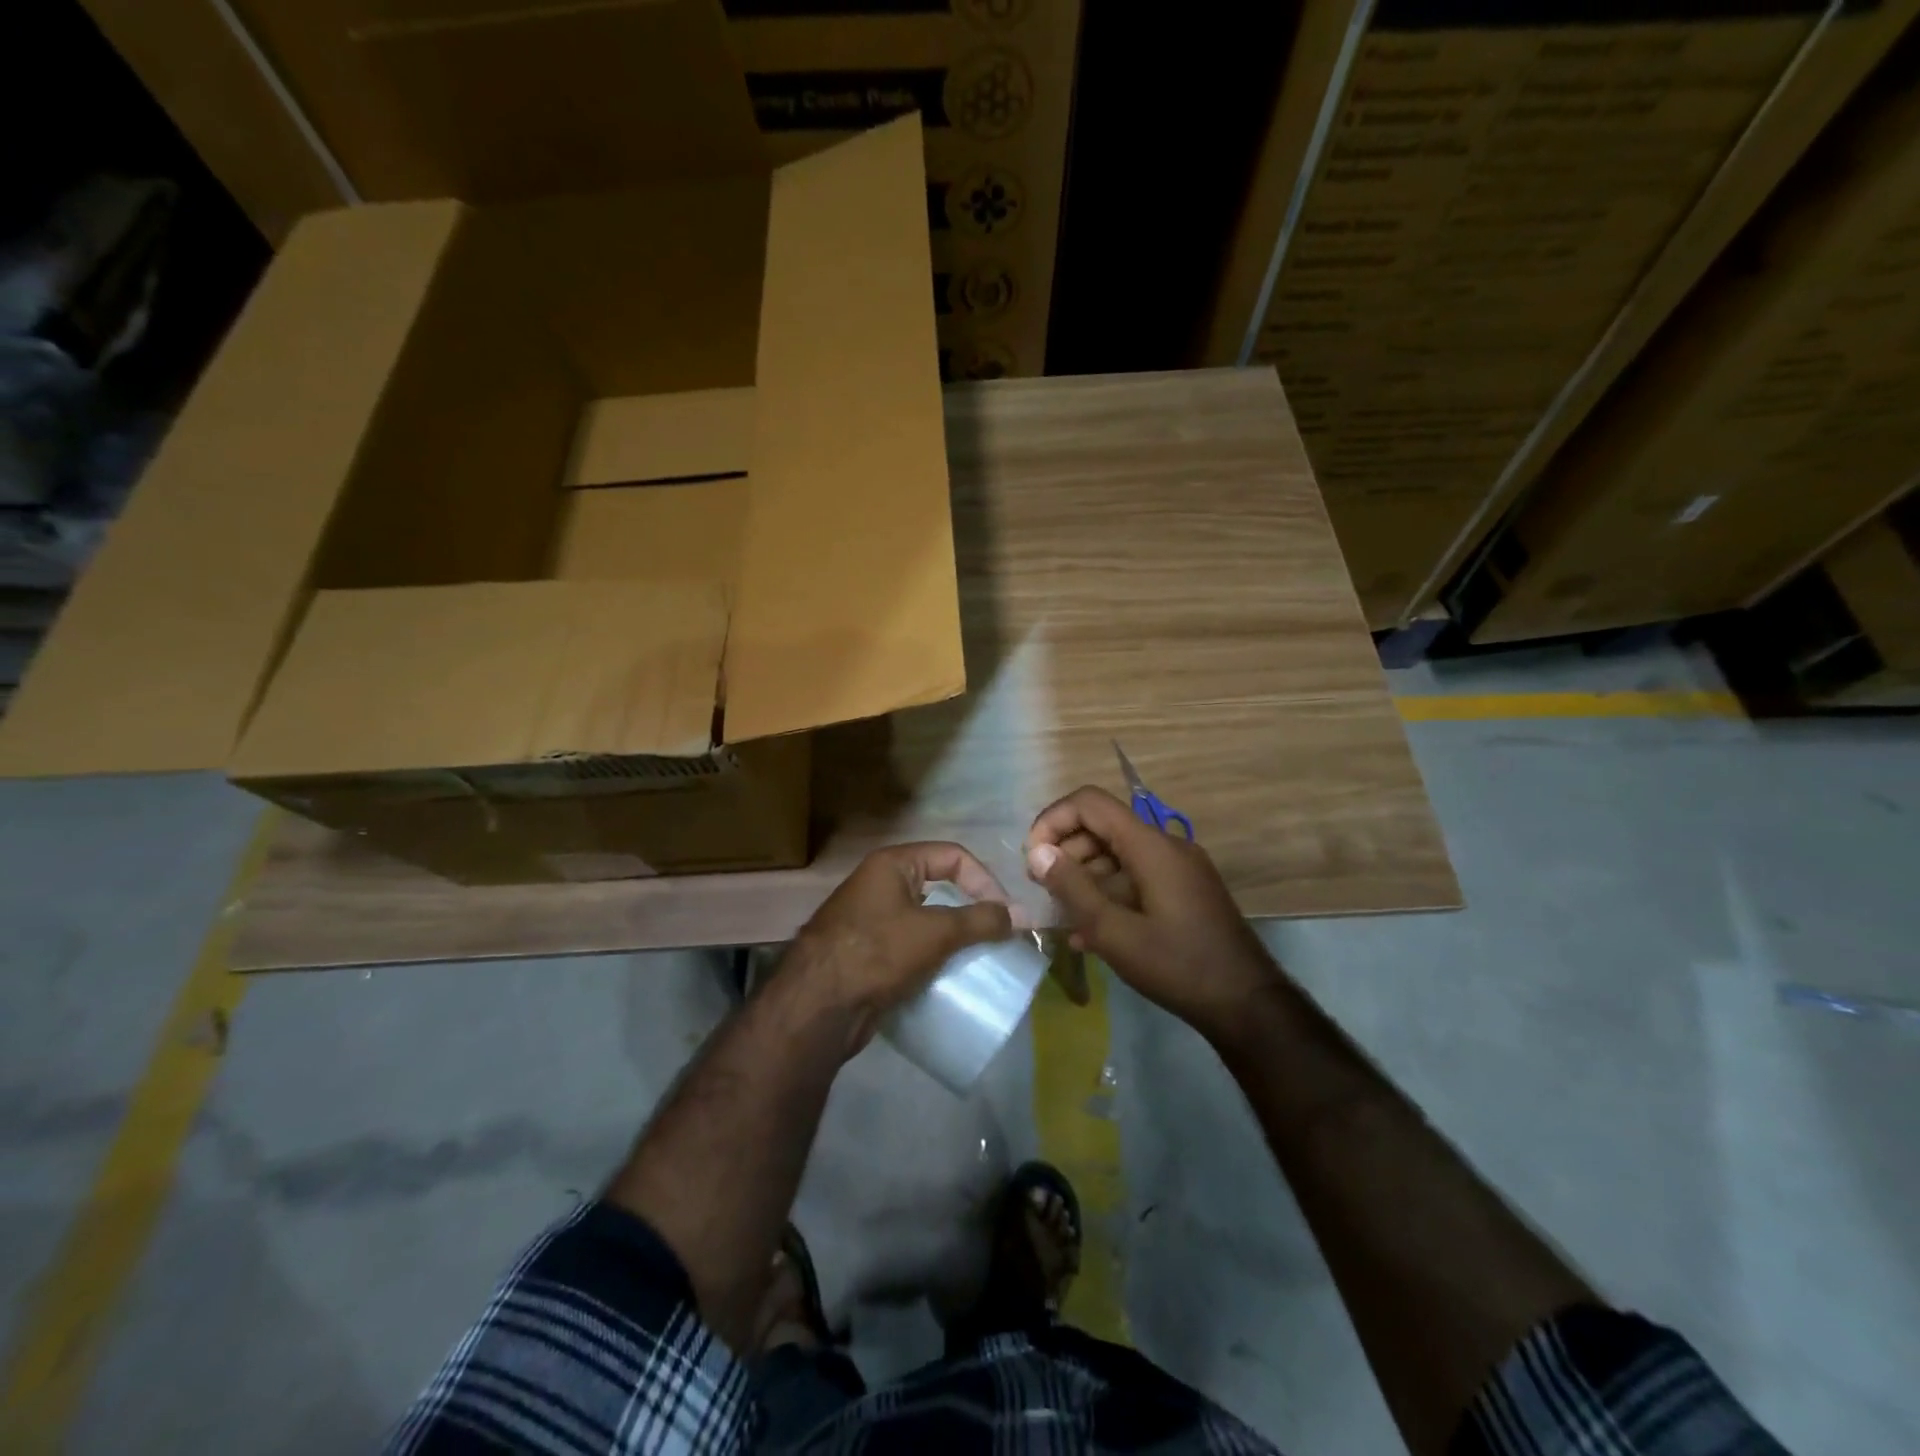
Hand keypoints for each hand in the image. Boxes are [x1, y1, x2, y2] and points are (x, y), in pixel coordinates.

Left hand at [784, 843, 1015, 1054]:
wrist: (817, 1006)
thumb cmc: (877, 953)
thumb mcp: (935, 932)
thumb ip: (980, 920)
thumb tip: (1018, 916)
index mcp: (892, 864)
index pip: (952, 856)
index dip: (984, 880)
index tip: (1004, 914)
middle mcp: (879, 883)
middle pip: (939, 885)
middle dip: (970, 908)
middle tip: (995, 935)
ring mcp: (870, 918)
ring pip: (925, 918)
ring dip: (953, 935)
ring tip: (977, 957)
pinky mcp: (867, 952)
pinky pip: (910, 944)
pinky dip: (932, 955)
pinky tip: (947, 975)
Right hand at [1025, 786, 1280, 1042]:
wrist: (1246, 1004)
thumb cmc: (1177, 965)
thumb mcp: (1114, 932)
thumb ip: (1072, 888)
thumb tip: (1038, 852)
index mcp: (1150, 845)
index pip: (1090, 803)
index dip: (1053, 820)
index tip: (1033, 858)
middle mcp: (1166, 845)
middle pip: (1103, 827)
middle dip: (1066, 852)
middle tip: (1043, 891)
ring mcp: (1178, 868)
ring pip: (1118, 854)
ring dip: (1084, 877)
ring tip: (1062, 916)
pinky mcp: (1184, 891)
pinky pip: (1136, 877)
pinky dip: (1109, 893)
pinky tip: (1090, 932)